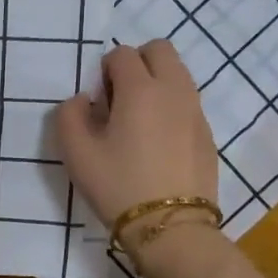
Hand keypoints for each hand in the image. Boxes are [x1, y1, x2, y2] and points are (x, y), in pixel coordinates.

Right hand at [55, 41, 218, 228]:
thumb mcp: (76, 153)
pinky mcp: (207, 134)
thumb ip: (69, 115)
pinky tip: (157, 143)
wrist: (170, 227)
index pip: (122, 54)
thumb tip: (83, 100)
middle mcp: (173, 90)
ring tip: (138, 121)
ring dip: (156, 83)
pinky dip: (171, 107)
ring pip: (178, 74)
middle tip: (119, 97)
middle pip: (160, 50)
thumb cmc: (117, 185)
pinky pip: (188, 102)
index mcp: (140, 89)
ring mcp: (196, 111)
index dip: (104, 70)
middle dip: (137, 63)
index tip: (98, 101)